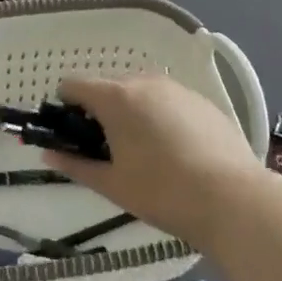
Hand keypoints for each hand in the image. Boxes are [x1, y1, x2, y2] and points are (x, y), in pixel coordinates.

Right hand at [50, 74, 258, 241]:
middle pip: (108, 87)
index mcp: (116, 97)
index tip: (73, 135)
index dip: (66, 107)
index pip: (74, 85)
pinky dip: (160, 116)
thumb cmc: (162, 192)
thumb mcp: (112, 184)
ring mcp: (177, 88)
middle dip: (101, 111)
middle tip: (108, 150)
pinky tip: (176, 150)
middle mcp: (144, 82)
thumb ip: (76, 165)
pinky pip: (168, 100)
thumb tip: (48, 154)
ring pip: (140, 92)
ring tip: (145, 151)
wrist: (233, 198)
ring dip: (132, 112)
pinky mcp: (202, 100)